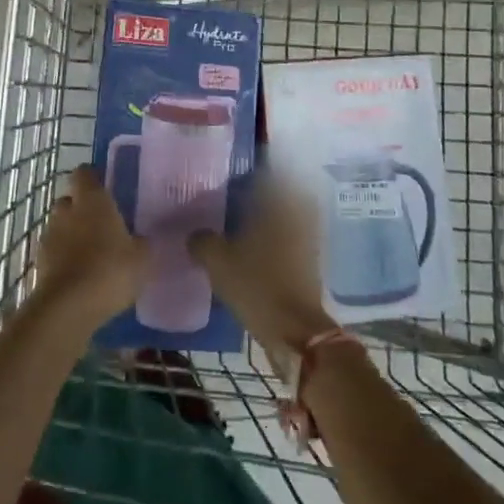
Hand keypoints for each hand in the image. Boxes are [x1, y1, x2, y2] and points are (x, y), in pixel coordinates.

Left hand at [33, 167, 146, 327]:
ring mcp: (49, 235)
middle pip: (70, 199)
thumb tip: (140, 239)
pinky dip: (63, 258)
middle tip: (101, 225)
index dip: (93, 179)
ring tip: (91, 254)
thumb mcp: (142, 258)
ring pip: (60, 226)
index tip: (106, 189)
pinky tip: (79, 275)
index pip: (85, 173)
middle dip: (81, 209)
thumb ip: (142, 243)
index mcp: (92, 200)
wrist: (68, 308)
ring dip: (71, 235)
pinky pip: (54, 251)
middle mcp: (67, 210)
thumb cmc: (110, 271)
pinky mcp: (39, 261)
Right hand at [189, 172, 333, 366]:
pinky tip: (250, 249)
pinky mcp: (310, 260)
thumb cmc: (257, 285)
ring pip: (283, 215)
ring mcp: (308, 237)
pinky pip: (288, 238)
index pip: (265, 172)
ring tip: (237, 224)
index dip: (245, 172)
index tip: (227, 176)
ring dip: (265, 217)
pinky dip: (272, 239)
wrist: (295, 331)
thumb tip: (194, 234)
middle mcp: (297, 212)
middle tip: (231, 198)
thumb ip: (202, 241)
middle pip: (277, 192)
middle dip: (256, 194)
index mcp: (278, 202)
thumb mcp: (218, 261)